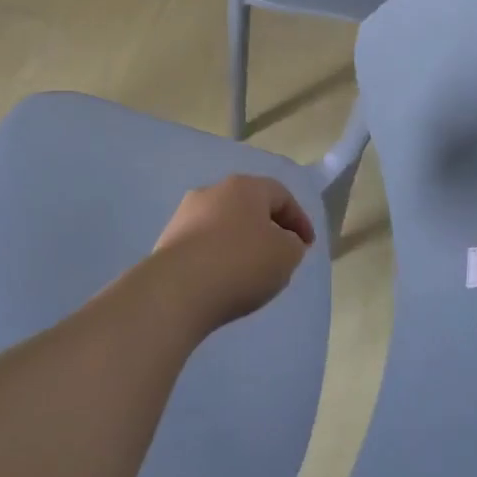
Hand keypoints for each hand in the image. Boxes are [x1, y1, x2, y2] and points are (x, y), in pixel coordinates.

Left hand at [145, 175, 315, 333]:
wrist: (177, 289)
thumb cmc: (240, 263)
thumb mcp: (286, 255)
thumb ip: (293, 244)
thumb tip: (282, 241)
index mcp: (244, 186)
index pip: (281, 195)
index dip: (299, 220)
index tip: (307, 246)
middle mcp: (212, 191)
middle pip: (249, 206)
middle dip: (268, 228)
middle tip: (281, 254)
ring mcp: (185, 214)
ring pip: (224, 224)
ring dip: (241, 241)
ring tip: (251, 270)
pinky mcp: (168, 239)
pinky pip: (203, 243)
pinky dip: (218, 256)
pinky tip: (223, 279)